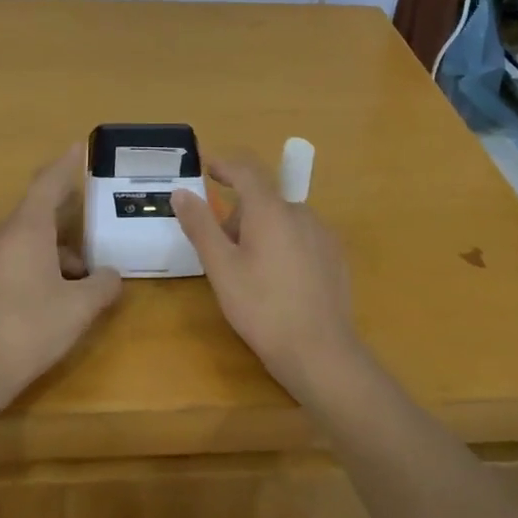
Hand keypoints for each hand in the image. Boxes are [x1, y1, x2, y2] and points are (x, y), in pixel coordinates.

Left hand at [0, 144, 121, 406]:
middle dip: (65, 226)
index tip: (76, 147)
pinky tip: (45, 301)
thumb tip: (112, 276)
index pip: (47, 184)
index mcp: (26, 229)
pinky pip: (6, 263)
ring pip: (21, 243)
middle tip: (91, 239)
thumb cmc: (27, 328)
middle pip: (35, 216)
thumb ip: (102, 286)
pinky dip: (30, 269)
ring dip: (50, 253)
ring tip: (76, 283)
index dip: (64, 166)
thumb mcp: (79, 308)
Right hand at [171, 154, 363, 403]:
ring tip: (251, 273)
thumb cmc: (262, 308)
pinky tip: (280, 283)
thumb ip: (201, 225)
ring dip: (262, 232)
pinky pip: (302, 237)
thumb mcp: (221, 268)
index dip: (224, 165)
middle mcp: (300, 212)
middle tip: (222, 252)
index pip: (246, 170)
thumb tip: (181, 193)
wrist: (320, 352)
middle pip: (263, 200)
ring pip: (283, 219)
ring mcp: (322, 233)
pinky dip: (284, 245)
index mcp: (270, 210)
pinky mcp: (335, 255)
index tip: (207, 168)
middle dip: (239, 216)